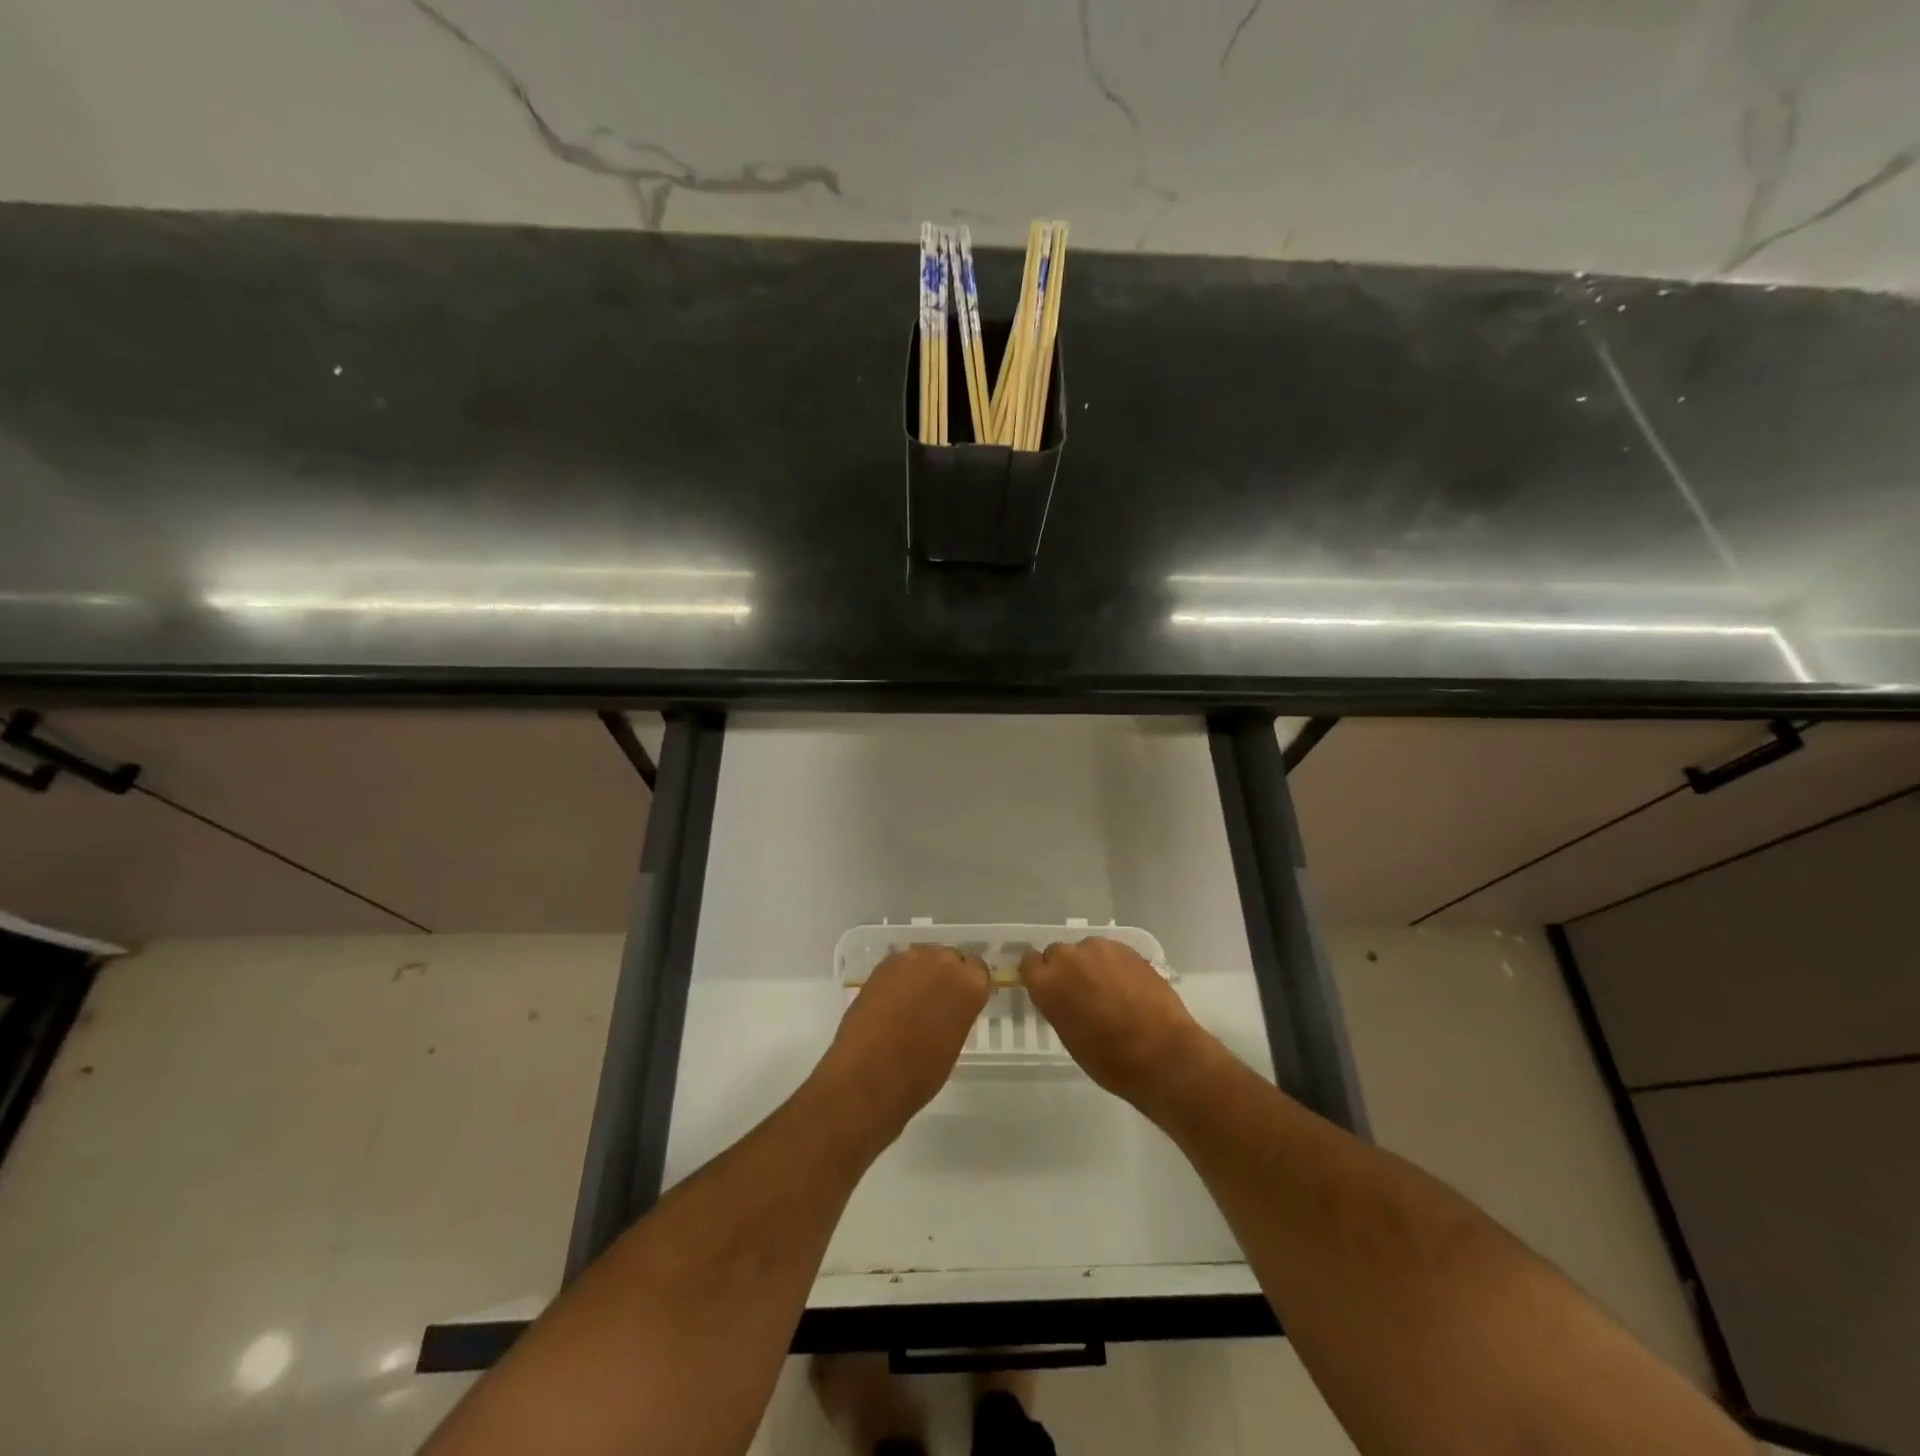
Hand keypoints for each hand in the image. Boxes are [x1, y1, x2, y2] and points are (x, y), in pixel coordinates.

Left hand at [821, 945, 989, 1140]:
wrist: (870, 1075)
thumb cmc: (921, 1072)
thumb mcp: (954, 1042)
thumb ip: (956, 1012)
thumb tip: (946, 1008)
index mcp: (969, 984)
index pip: (977, 969)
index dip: (967, 984)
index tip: (960, 1000)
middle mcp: (943, 962)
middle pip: (949, 958)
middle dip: (944, 975)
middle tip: (935, 1001)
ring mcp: (910, 960)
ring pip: (922, 957)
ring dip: (921, 973)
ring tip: (910, 1001)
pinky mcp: (882, 966)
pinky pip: (898, 966)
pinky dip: (898, 979)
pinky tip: (890, 1001)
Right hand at [1020, 937, 1214, 1104]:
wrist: (1162, 1052)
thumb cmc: (1109, 1059)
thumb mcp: (1069, 1036)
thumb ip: (1059, 1006)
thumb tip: (1064, 996)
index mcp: (1047, 983)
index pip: (1029, 962)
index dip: (1039, 974)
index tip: (1049, 988)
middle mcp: (1069, 958)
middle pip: (1058, 953)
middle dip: (1065, 969)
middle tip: (1081, 993)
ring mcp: (1100, 949)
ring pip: (1086, 950)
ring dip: (1091, 964)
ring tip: (1110, 990)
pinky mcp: (1127, 948)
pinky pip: (1111, 952)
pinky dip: (1114, 965)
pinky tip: (1129, 987)